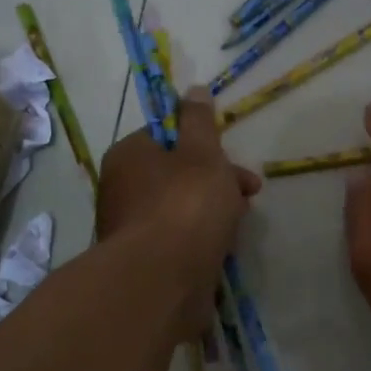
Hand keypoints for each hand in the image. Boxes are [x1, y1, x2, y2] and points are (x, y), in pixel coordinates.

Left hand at [97, 87, 261, 339]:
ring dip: (212, 214)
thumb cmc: (185, 206)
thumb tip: (193, 90)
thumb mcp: (202, 153)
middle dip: (218, 182)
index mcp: (129, 156)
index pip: (168, 138)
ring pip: (180, 210)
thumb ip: (200, 122)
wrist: (162, 280)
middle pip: (177, 176)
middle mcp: (122, 190)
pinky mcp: (144, 263)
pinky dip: (200, 242)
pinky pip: (178, 242)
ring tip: (237, 229)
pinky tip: (220, 252)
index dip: (206, 145)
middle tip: (248, 195)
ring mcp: (131, 229)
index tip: (236, 160)